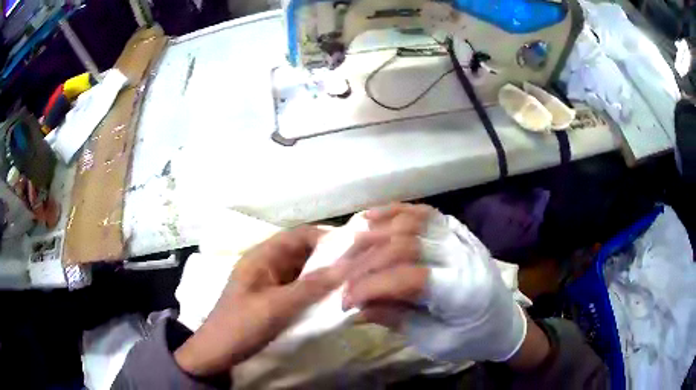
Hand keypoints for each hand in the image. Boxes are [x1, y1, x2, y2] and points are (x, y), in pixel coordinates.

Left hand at [174, 226, 347, 376]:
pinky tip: (332, 296)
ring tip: (351, 279)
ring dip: (323, 273)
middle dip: (328, 256)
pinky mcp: (273, 297)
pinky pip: (298, 287)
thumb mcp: (276, 306)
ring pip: (302, 270)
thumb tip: (345, 267)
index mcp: (262, 256)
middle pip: (301, 251)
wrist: (219, 351)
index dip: (325, 237)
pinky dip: (314, 289)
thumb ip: (310, 287)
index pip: (298, 235)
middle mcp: (267, 263)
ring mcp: (270, 281)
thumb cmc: (242, 325)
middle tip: (358, 265)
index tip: (354, 246)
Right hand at [343, 203, 531, 363]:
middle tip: (342, 278)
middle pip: (406, 246)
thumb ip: (395, 319)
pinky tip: (372, 217)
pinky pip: (424, 212)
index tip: (346, 302)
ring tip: (350, 245)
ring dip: (376, 232)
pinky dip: (395, 212)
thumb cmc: (471, 338)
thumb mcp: (433, 341)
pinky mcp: (459, 230)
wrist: (504, 322)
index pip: (408, 277)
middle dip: (367, 262)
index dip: (371, 287)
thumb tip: (356, 308)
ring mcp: (462, 237)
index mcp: (462, 291)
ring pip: (412, 222)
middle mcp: (463, 255)